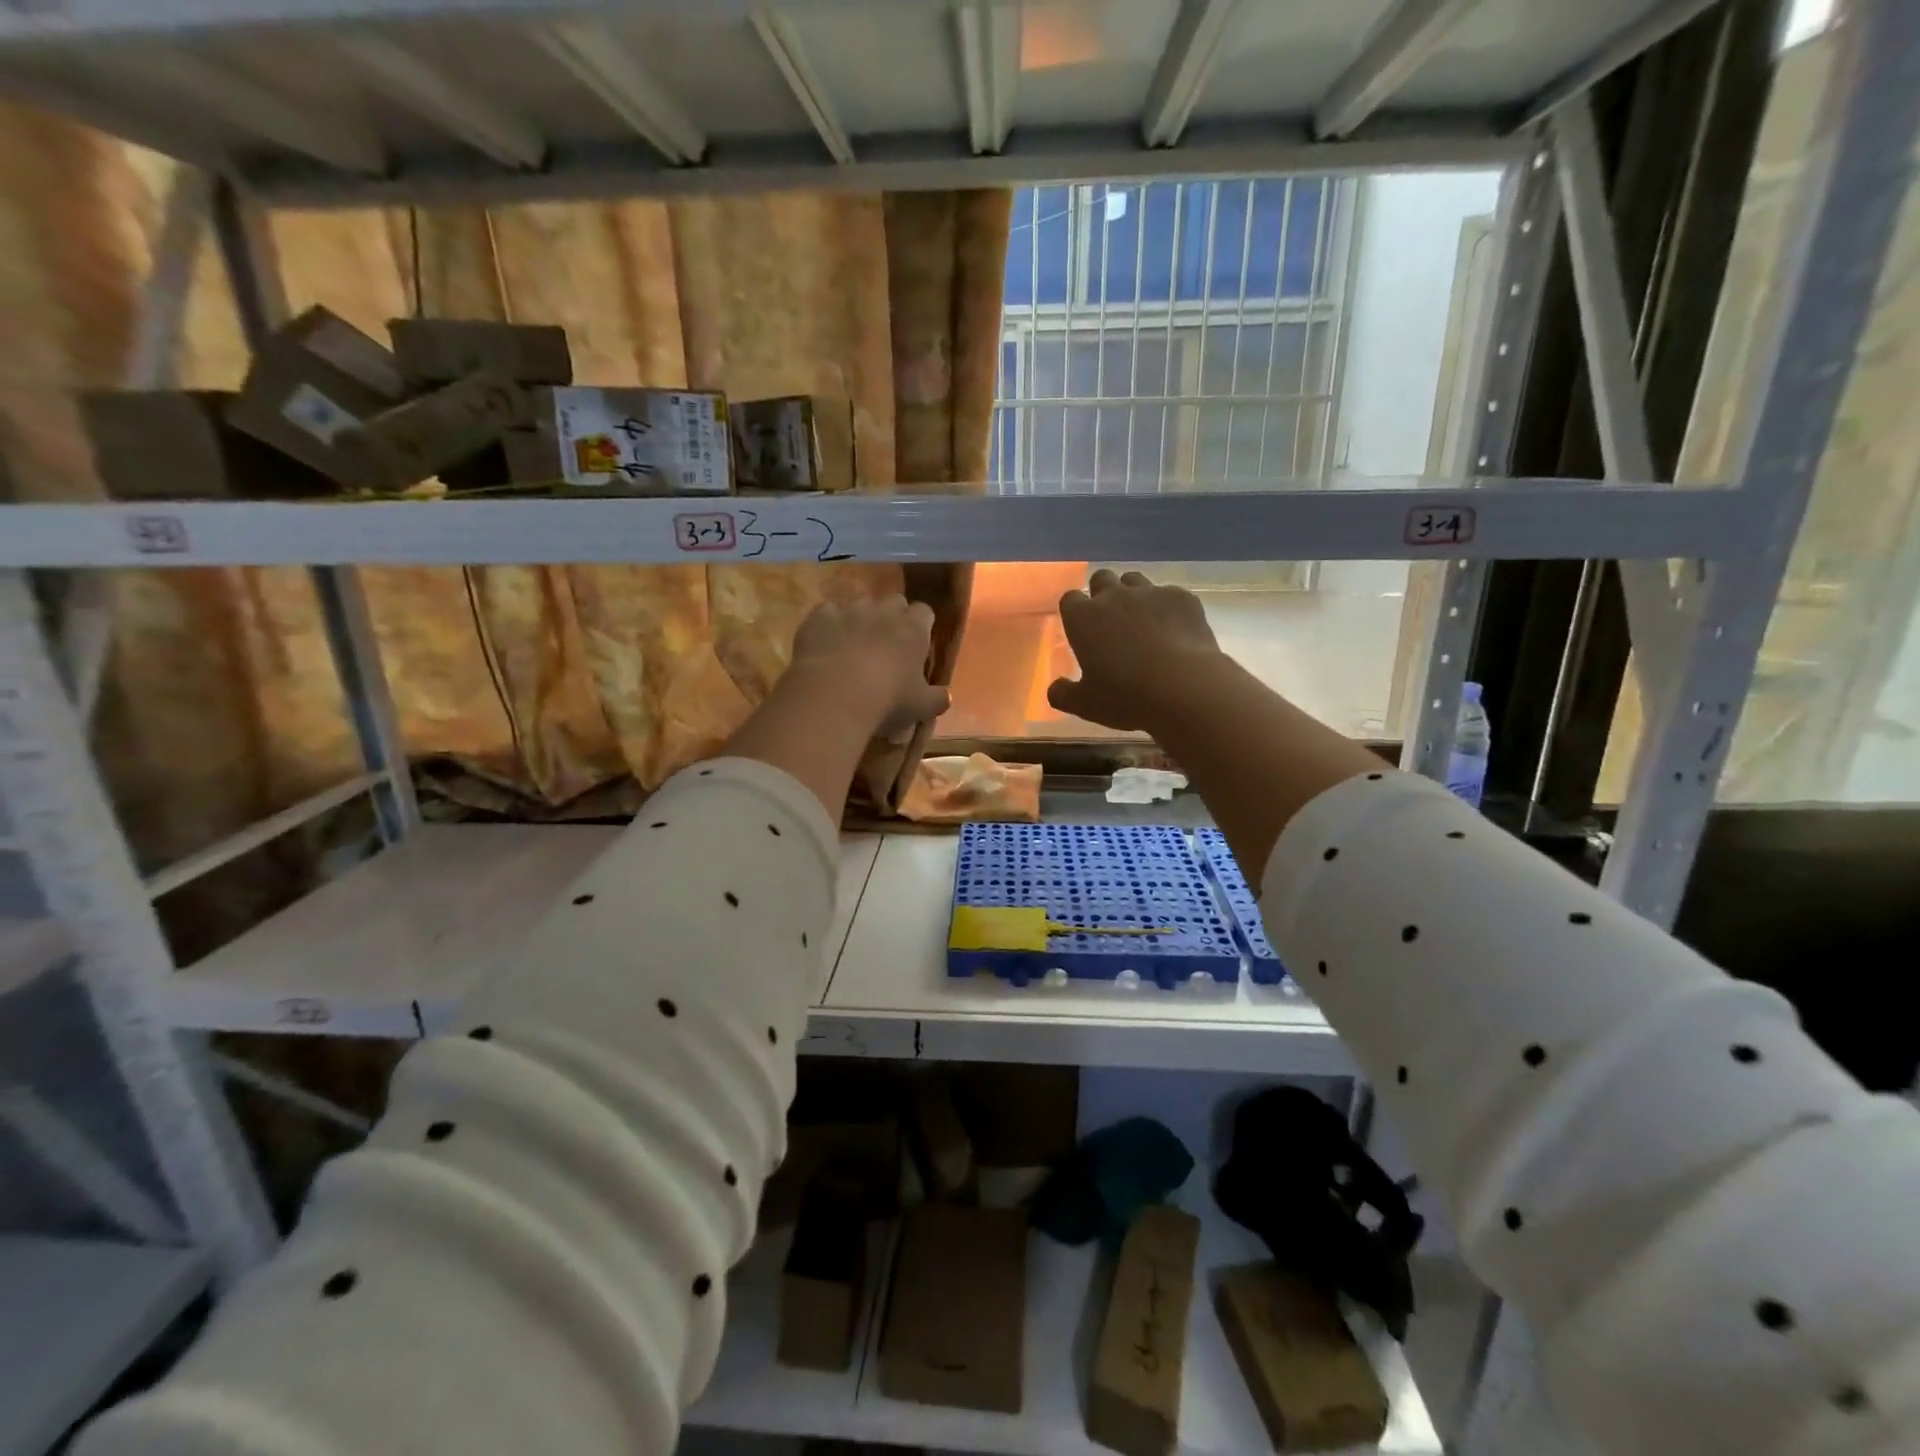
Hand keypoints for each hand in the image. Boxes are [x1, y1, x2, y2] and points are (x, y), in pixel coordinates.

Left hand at [789, 595, 950, 738]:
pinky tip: (826, 643)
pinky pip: (827, 612)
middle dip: (892, 617)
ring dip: (861, 618)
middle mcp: (884, 611)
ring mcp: (849, 610)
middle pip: (894, 601)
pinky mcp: (819, 617)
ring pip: (860, 603)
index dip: (921, 626)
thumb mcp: (921, 707)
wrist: (834, 695)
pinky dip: (829, 624)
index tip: (917, 644)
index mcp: (913, 629)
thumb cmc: (887, 700)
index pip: (925, 612)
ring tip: (854, 644)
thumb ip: (937, 698)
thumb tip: (946, 696)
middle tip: (887, 644)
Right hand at [1047, 569, 1223, 730]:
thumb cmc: (1125, 696)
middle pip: (1102, 579)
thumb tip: (1055, 689)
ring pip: (1135, 580)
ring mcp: (1150, 593)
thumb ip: (1063, 694)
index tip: (1081, 629)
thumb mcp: (1085, 705)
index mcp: (1083, 618)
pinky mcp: (1182, 597)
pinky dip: (1168, 608)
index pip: (1070, 599)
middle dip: (1103, 594)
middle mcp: (1114, 596)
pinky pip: (1169, 595)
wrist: (1185, 688)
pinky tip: (1175, 631)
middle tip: (1111, 622)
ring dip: (1134, 595)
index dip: (1075, 612)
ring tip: (1143, 622)